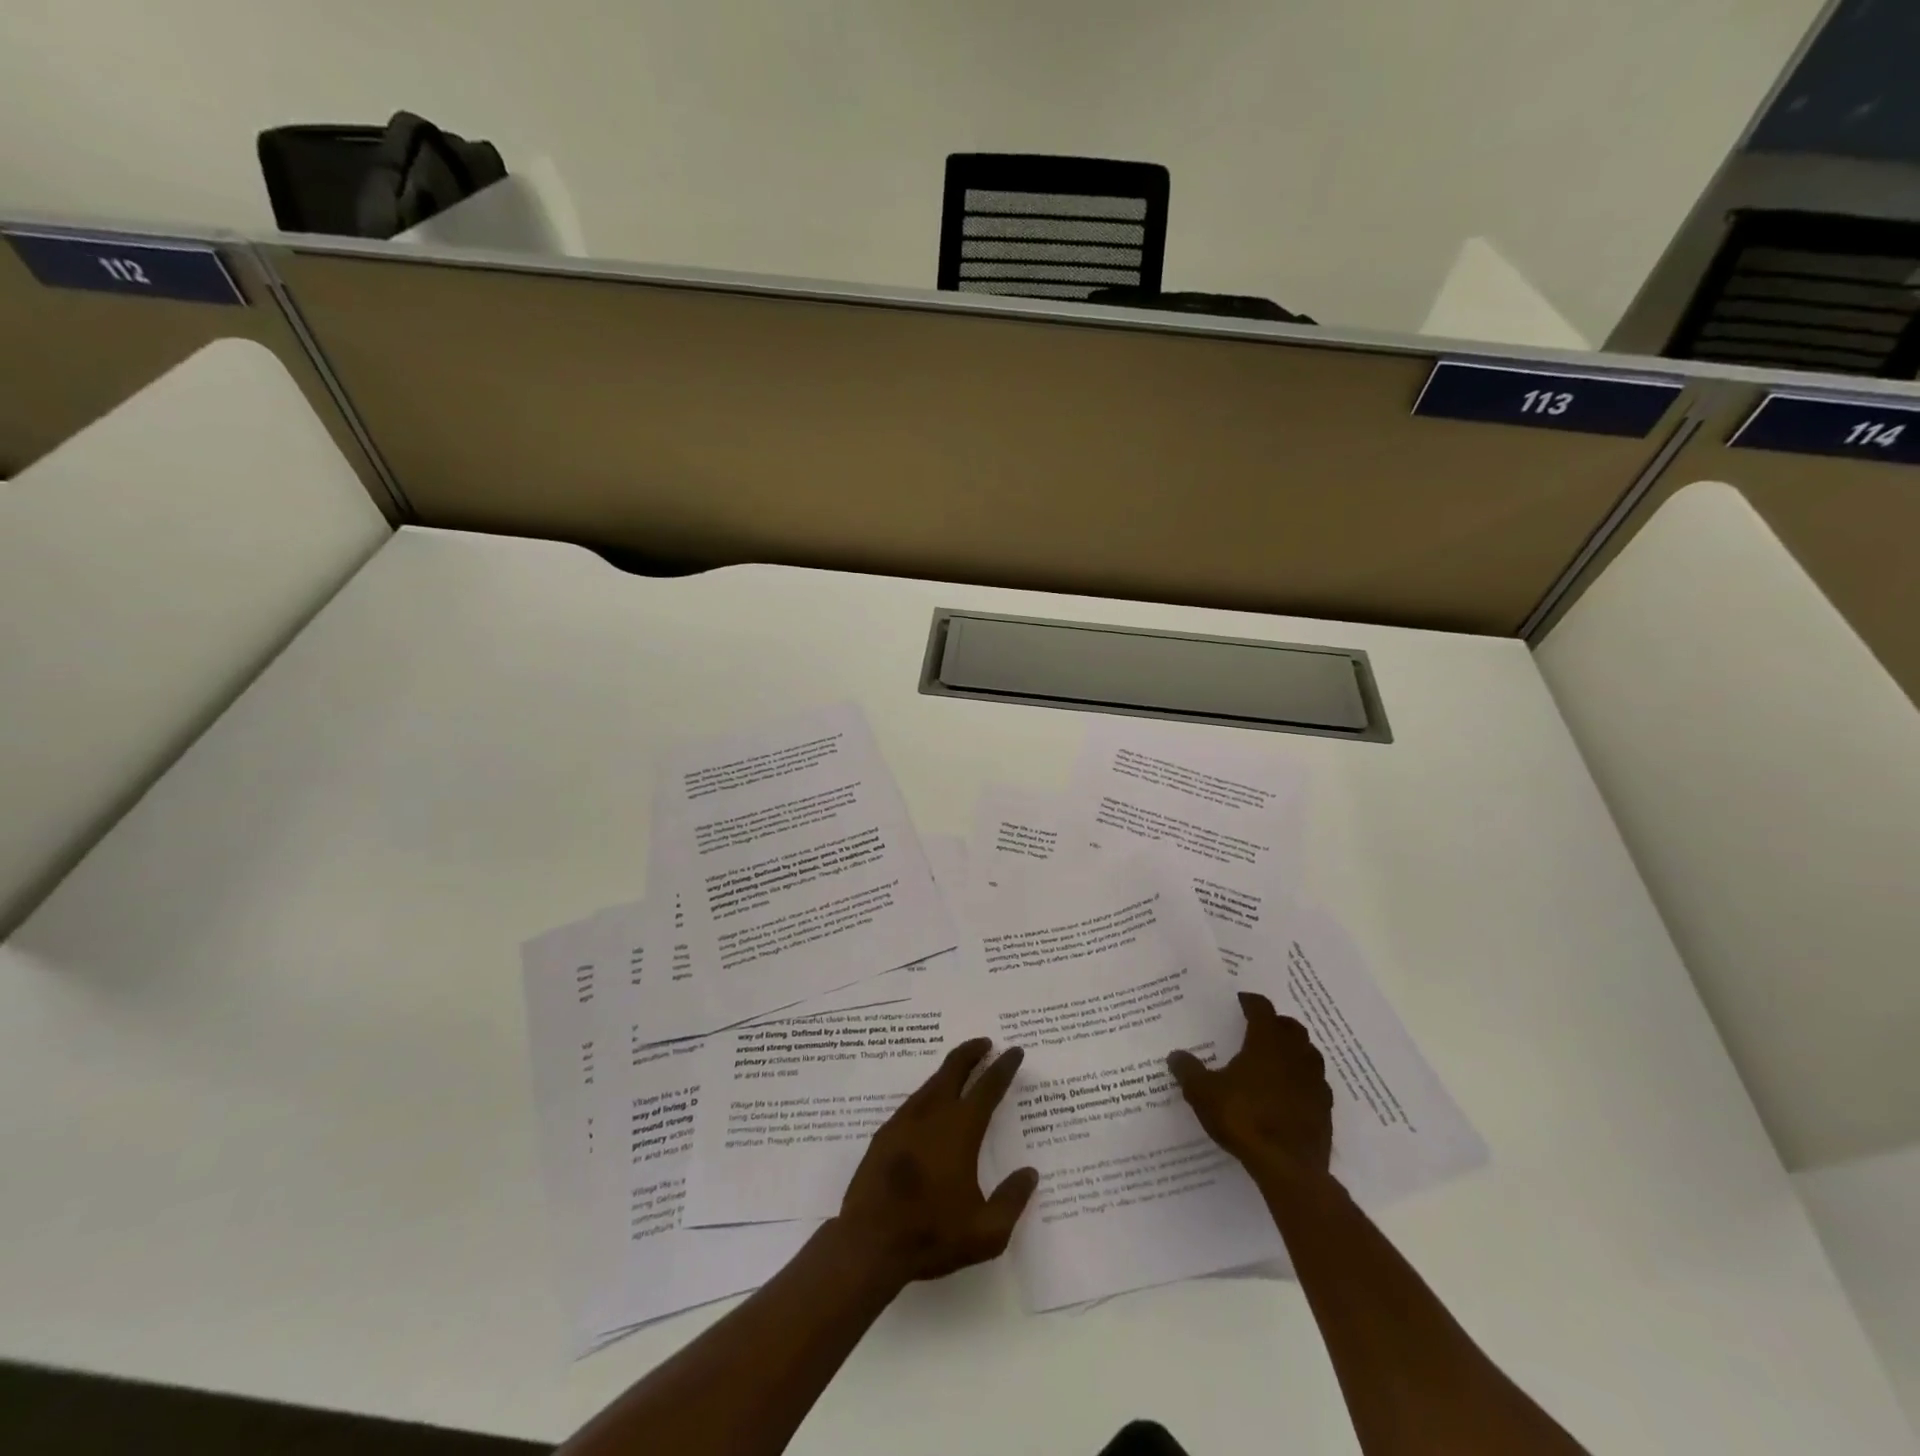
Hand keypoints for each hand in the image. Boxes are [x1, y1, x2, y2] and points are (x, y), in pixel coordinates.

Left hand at [837, 1038, 1039, 1283]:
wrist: (869, 1243)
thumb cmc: (931, 1235)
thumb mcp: (985, 1233)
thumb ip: (1012, 1201)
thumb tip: (1030, 1173)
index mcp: (960, 1131)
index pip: (987, 1088)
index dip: (1003, 1067)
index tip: (1014, 1050)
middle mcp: (932, 1115)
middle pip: (954, 1069)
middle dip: (972, 1051)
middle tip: (985, 1043)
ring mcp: (904, 1121)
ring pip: (931, 1082)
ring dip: (949, 1070)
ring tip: (961, 1069)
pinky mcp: (885, 1134)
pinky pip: (913, 1100)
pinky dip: (929, 1091)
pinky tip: (931, 1103)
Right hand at [1168, 991, 1333, 1180]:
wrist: (1288, 1168)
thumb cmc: (1244, 1118)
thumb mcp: (1203, 1093)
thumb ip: (1188, 1071)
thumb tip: (1175, 1055)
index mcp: (1266, 1043)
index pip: (1262, 1010)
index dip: (1252, 1002)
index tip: (1242, 1001)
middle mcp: (1294, 1055)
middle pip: (1291, 1028)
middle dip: (1276, 1023)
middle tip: (1260, 1028)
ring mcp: (1315, 1082)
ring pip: (1309, 1054)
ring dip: (1294, 1050)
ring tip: (1276, 1059)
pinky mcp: (1325, 1109)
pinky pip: (1316, 1084)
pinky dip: (1303, 1080)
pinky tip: (1290, 1092)